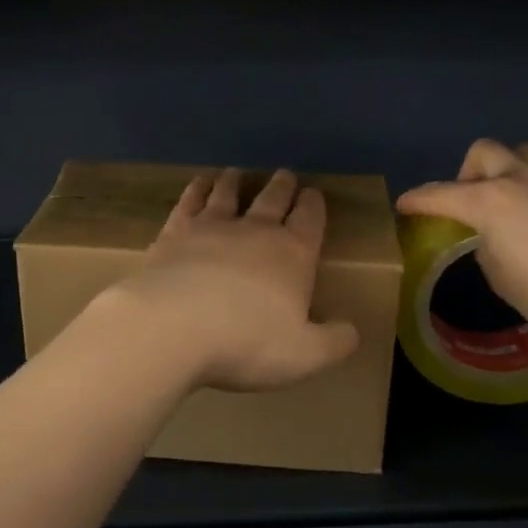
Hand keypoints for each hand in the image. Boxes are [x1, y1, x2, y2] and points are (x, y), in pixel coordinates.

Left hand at [100, 168, 359, 393]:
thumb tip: (353, 331)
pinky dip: (197, 190)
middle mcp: (255, 231)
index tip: (313, 193)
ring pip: (228, 195)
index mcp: (292, 255)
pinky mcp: (176, 231)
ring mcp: (212, 226)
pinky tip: (198, 184)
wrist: (173, 325)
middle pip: (273, 199)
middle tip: (285, 173)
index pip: (309, 220)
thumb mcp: (304, 355)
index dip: (313, 206)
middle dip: (282, 186)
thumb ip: (333, 342)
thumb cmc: (247, 342)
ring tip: (236, 172)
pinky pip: (190, 202)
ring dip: (235, 182)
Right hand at [397, 139, 527, 353]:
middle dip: (466, 174)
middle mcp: (519, 179)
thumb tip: (493, 240)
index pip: (440, 194)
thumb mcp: (503, 280)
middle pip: (482, 153)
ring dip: (504, 171)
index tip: (403, 205)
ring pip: (520, 154)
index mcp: (489, 201)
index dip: (417, 200)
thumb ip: (487, 250)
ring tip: (509, 204)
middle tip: (469, 205)